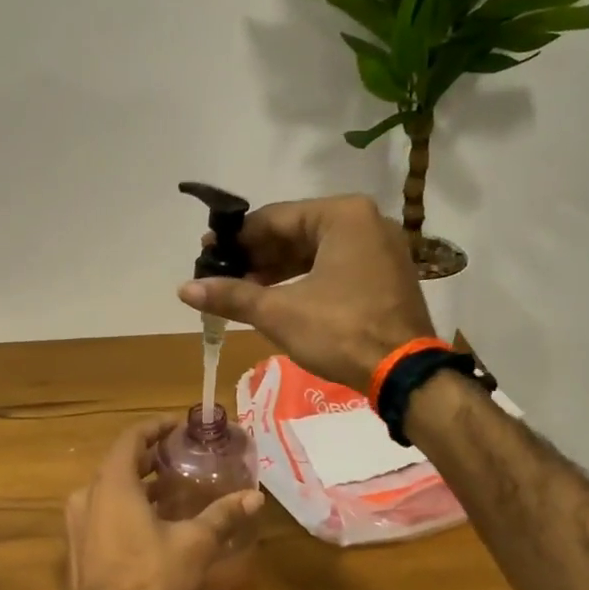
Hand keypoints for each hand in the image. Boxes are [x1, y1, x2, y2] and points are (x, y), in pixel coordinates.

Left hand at [62, 416, 263, 589]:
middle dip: (150, 455)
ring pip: (110, 488)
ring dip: (139, 483)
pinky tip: (152, 521)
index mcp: (112, 483)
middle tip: (181, 454)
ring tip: (173, 487)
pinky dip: (126, 504)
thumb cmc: (149, 578)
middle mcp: (88, 494)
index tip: (178, 424)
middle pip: (120, 462)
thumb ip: (222, 515)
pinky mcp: (78, 545)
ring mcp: (78, 521)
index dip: (155, 427)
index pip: (131, 438)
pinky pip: (103, 510)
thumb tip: (255, 497)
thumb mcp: (194, 544)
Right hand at [177, 195, 434, 391]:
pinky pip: (335, 266)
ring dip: (277, 271)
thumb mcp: (280, 313)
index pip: (274, 218)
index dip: (236, 238)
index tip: (207, 253)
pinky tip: (276, 298)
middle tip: (221, 274)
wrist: (404, 374)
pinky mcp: (385, 275)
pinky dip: (304, 280)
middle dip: (257, 256)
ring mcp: (380, 248)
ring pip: (315, 251)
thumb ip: (232, 296)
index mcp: (343, 215)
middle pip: (296, 232)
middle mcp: (366, 221)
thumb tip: (184, 289)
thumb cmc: (342, 332)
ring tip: (242, 290)